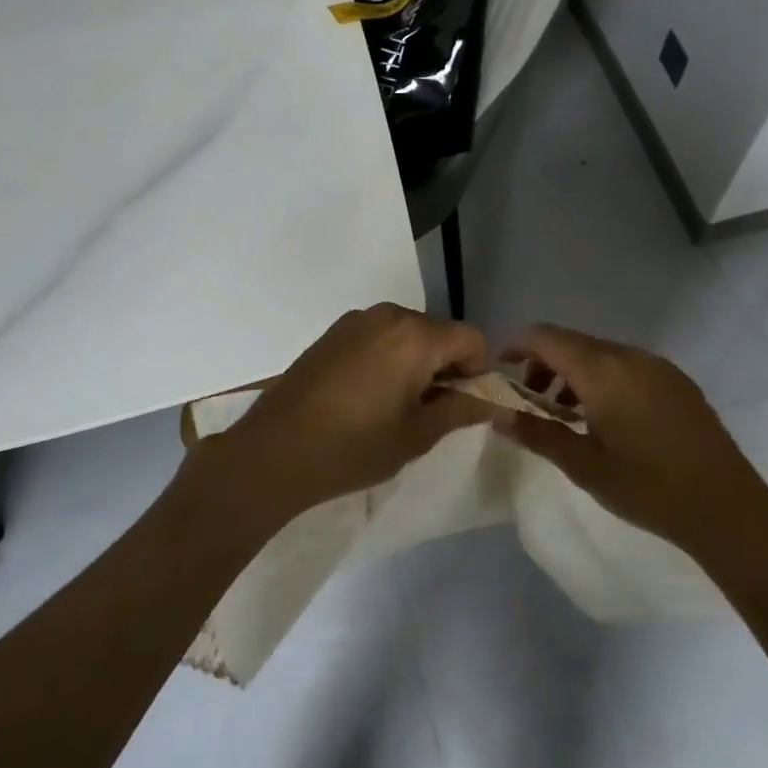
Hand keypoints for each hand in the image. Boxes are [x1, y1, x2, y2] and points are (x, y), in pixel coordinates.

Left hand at [192, 303, 500, 525]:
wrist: (273, 451)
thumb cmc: (352, 447)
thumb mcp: (416, 435)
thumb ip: (460, 410)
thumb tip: (494, 401)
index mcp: (415, 337)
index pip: (471, 339)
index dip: (478, 371)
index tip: (463, 406)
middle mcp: (388, 315)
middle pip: (439, 332)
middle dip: (446, 366)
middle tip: (430, 411)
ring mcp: (356, 320)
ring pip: (408, 333)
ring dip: (417, 361)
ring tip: (396, 405)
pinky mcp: (333, 332)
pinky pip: (379, 336)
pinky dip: (388, 357)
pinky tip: (367, 395)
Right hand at [496, 325, 767, 568]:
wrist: (725, 506)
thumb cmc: (646, 487)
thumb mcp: (583, 465)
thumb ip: (538, 434)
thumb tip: (499, 416)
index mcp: (602, 371)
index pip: (547, 338)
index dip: (517, 344)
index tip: (499, 364)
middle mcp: (629, 356)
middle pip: (574, 342)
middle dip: (545, 362)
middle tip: (530, 397)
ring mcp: (657, 366)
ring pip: (602, 354)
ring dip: (575, 371)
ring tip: (566, 412)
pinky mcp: (677, 381)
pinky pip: (628, 365)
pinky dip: (604, 378)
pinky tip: (607, 416)